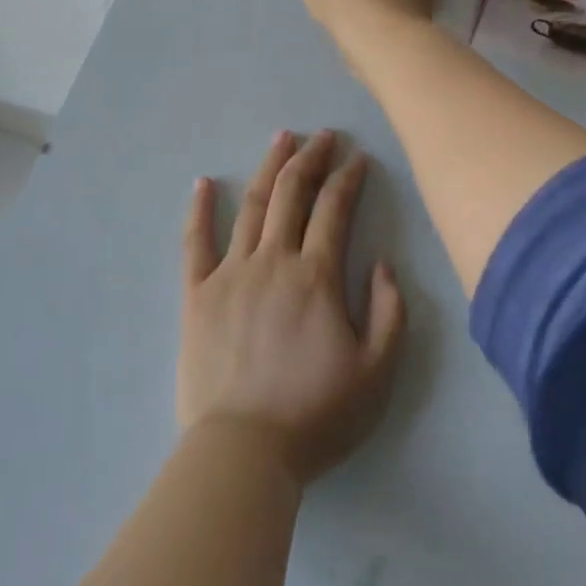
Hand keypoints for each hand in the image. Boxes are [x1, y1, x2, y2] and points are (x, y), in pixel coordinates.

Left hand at [179, 129, 406, 485]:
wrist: (244, 450)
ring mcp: (230, 273)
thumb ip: (390, 312)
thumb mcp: (378, 371)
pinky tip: (202, 182)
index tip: (358, 159)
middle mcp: (273, 261)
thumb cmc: (316, 414)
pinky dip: (198, 209)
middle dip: (311, 158)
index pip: (335, 209)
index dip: (349, 178)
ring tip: (281, 138)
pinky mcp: (196, 294)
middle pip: (291, 194)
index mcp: (316, 276)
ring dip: (268, 168)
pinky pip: (195, 242)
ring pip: (250, 205)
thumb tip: (383, 263)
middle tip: (323, 135)